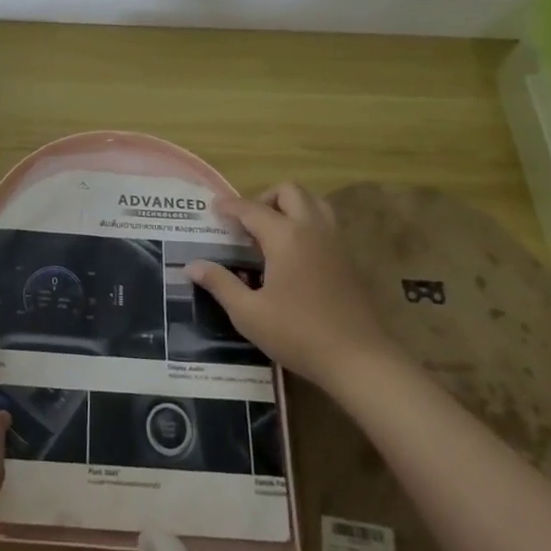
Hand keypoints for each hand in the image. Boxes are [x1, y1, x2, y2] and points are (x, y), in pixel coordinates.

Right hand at [188, 183, 393, 391]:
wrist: (359, 359)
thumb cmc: (298, 334)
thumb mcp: (249, 313)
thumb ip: (220, 284)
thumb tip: (191, 265)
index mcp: (284, 236)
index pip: (251, 209)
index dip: (229, 206)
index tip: (213, 209)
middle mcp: (311, 229)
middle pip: (289, 191)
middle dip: (264, 198)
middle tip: (247, 224)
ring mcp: (334, 242)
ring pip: (313, 202)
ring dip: (290, 206)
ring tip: (272, 232)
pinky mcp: (347, 259)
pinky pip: (325, 223)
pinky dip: (306, 223)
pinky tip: (294, 254)